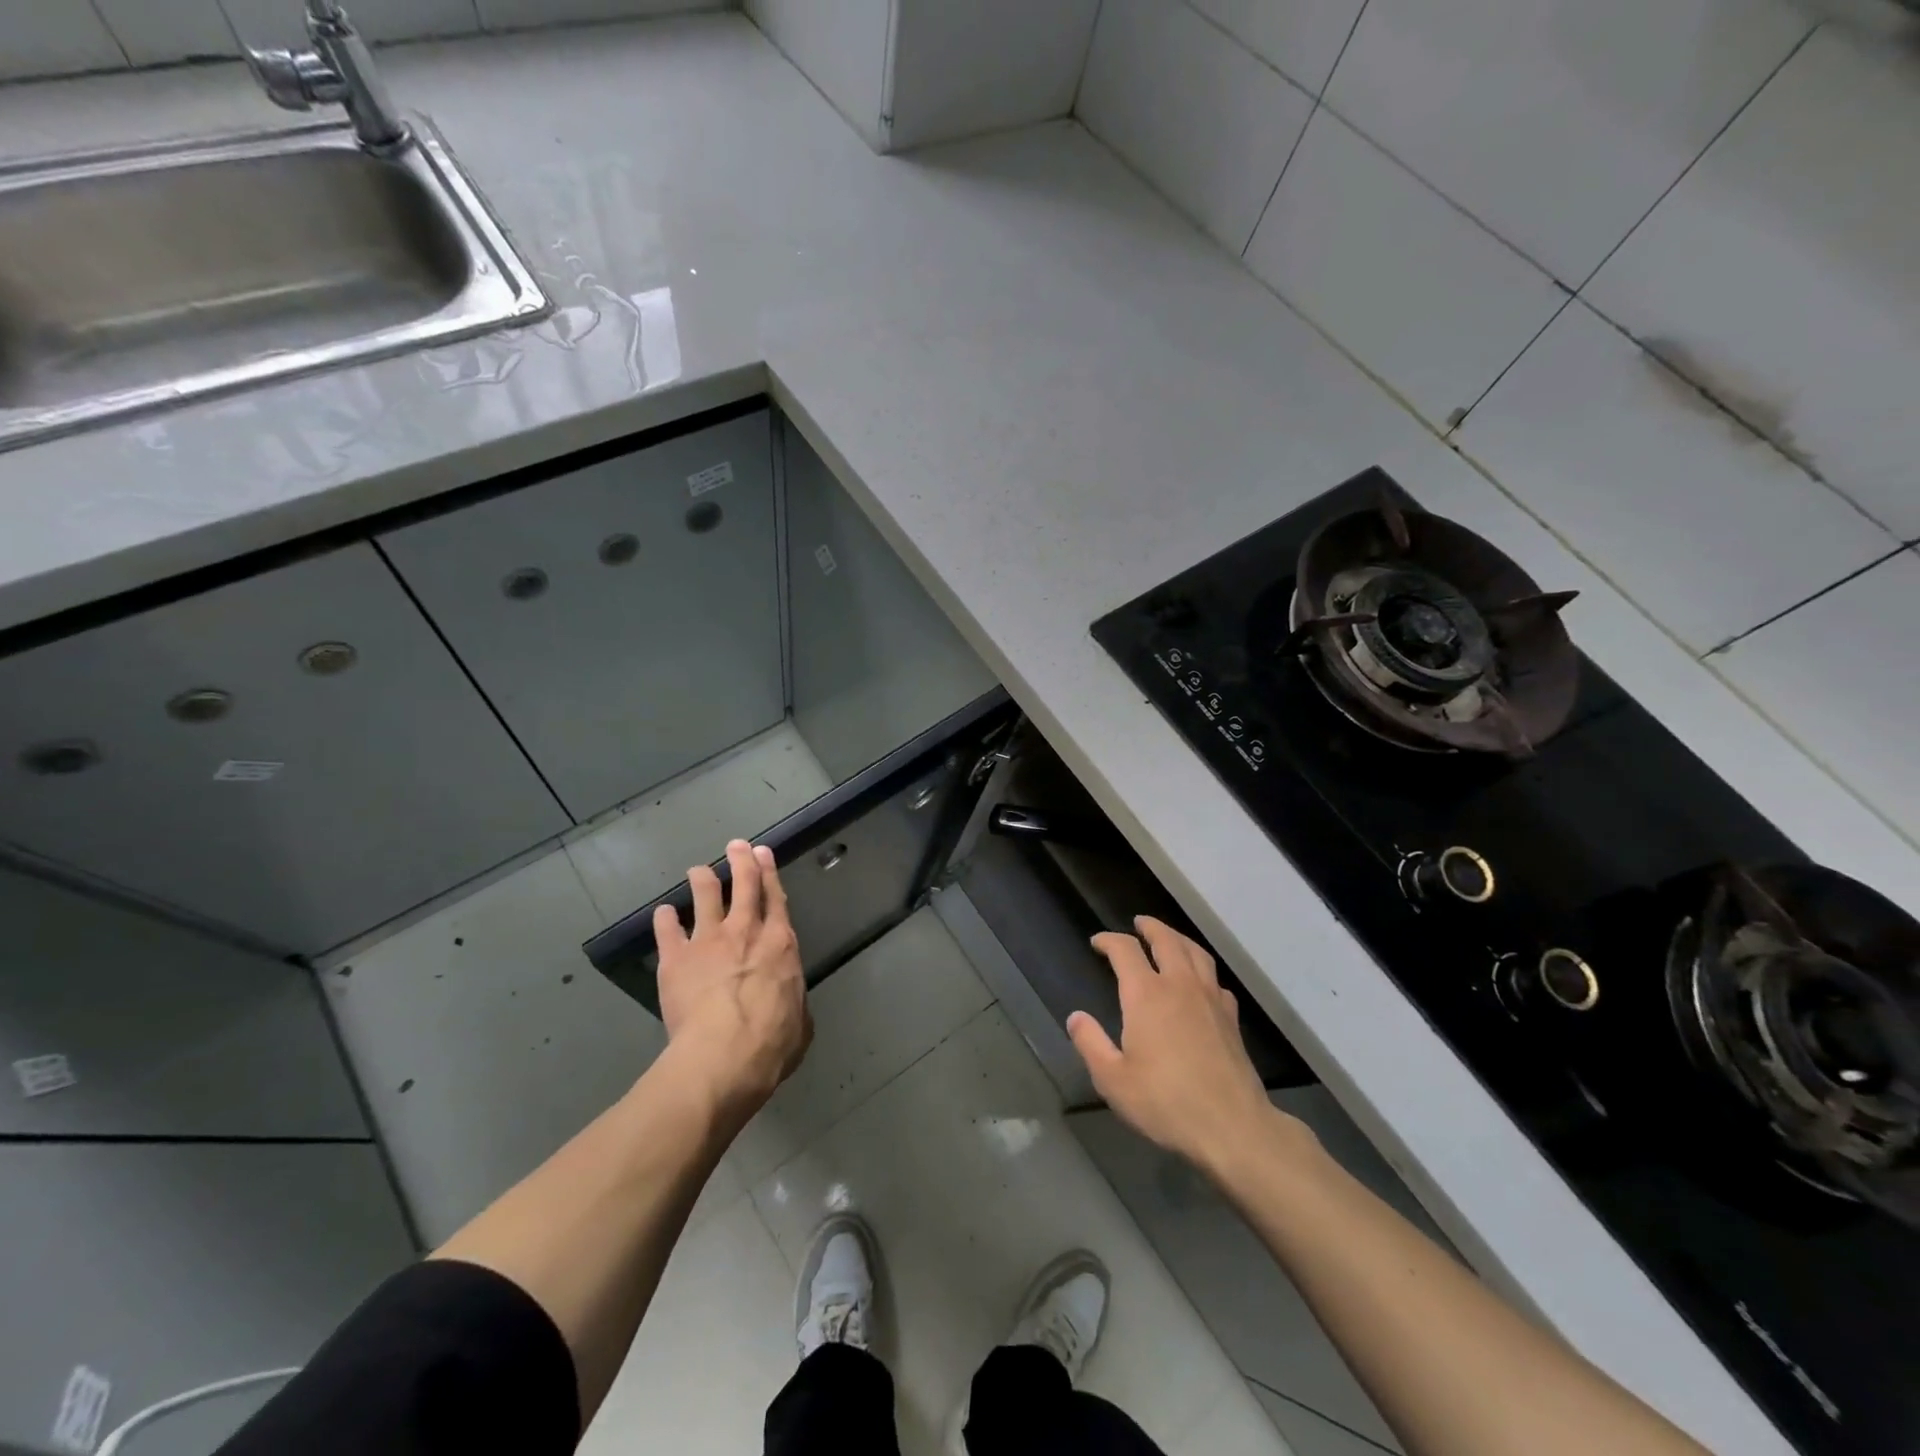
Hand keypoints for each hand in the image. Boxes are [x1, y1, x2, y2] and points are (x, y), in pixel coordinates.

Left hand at [655, 840, 811, 1119]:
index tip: (763, 854)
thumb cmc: (773, 1042)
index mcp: (780, 944)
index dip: (769, 874)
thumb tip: (789, 1006)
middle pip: (744, 885)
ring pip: (705, 897)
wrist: (725, 1053)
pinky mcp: (676, 958)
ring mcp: (708, 940)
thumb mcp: (800, 1023)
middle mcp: (746, 931)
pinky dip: (665, 919)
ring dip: (703, 879)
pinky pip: (668, 930)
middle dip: (741, 862)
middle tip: (736, 845)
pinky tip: (663, 913)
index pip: (776, 899)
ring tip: (699, 870)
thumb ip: (793, 1004)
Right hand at [1069, 917, 1285, 1175]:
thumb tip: (1076, 1017)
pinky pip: (1215, 980)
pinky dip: (1203, 970)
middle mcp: (1179, 985)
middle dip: (1149, 927)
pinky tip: (1200, 982)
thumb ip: (1090, 1043)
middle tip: (1138, 923)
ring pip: (1196, 953)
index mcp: (1146, 995)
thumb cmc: (1165, 1103)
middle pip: (1166, 940)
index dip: (1109, 940)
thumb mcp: (1113, 1079)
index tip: (1097, 942)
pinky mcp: (1231, 1018)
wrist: (1232, 1127)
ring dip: (1179, 938)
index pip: (1125, 950)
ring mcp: (1210, 999)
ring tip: (1169, 938)